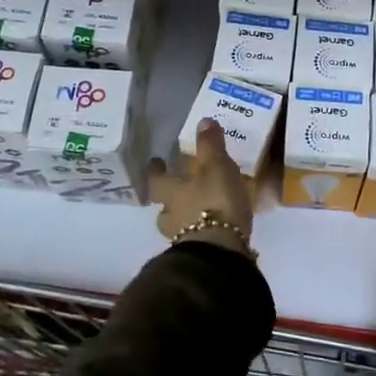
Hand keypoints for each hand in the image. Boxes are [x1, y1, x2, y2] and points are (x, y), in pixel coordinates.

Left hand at [149, 118, 254, 256]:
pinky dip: (202, 231)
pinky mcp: (198, 254)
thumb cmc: (215, 202)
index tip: (156, 162)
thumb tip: (202, 121)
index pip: (155, 179)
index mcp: (170, 192)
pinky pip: (196, 238)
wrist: (220, 252)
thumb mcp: (216, 167)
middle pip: (163, 205)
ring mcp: (182, 238)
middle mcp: (171, 215)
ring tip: (200, 210)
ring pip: (177, 224)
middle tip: (180, 188)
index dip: (155, 170)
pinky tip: (215, 228)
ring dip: (185, 217)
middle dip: (170, 198)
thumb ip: (210, 145)